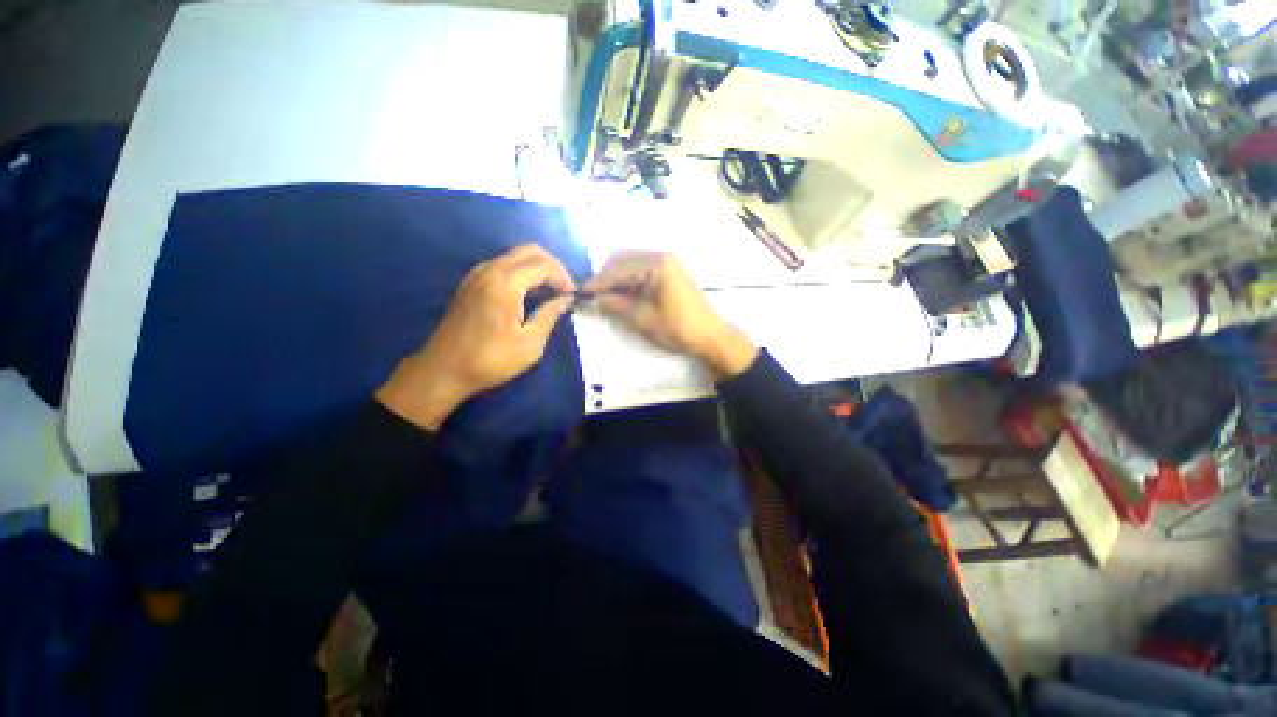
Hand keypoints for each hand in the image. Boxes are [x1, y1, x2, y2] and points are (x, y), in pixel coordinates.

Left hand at [376, 244, 576, 428]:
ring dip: (536, 268)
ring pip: (515, 256)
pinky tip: (528, 294)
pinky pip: (502, 265)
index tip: (573, 296)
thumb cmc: (491, 359)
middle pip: (529, 251)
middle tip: (564, 289)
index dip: (563, 278)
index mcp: (506, 283)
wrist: (443, 370)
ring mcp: (477, 274)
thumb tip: (566, 299)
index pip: (543, 265)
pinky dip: (521, 272)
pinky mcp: (470, 283)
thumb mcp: (530, 343)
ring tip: (550, 292)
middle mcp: (490, 270)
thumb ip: (550, 315)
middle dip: (552, 266)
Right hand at [584, 251, 757, 378]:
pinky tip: (624, 295)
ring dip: (617, 279)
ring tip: (607, 298)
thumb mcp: (642, 319)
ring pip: (631, 264)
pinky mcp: (670, 272)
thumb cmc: (677, 328)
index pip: (617, 268)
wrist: (710, 336)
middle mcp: (661, 256)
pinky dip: (629, 281)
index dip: (597, 282)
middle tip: (594, 298)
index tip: (581, 295)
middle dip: (606, 278)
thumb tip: (594, 300)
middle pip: (623, 260)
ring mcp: (667, 263)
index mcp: (655, 264)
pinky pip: (642, 270)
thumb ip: (615, 306)